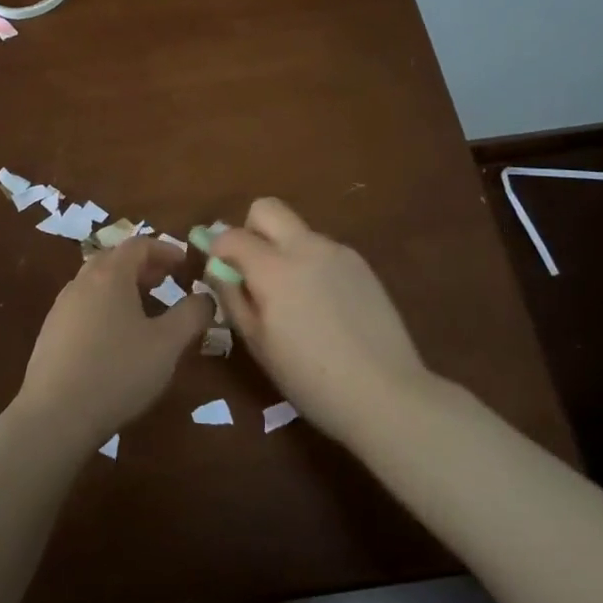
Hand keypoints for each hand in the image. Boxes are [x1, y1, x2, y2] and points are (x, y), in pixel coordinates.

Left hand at [16, 237, 211, 451]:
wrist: (54, 417)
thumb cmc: (117, 372)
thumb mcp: (168, 344)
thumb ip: (192, 314)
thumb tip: (206, 297)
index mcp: (110, 275)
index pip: (139, 244)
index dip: (165, 250)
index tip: (186, 264)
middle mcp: (82, 282)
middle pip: (115, 259)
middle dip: (144, 266)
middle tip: (168, 282)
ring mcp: (61, 307)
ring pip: (97, 283)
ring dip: (124, 287)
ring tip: (146, 310)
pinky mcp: (51, 333)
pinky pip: (84, 305)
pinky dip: (106, 306)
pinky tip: (117, 338)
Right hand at [209, 198, 431, 446]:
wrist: (385, 393)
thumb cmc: (309, 378)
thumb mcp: (258, 343)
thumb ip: (233, 298)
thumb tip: (218, 270)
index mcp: (274, 268)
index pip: (231, 236)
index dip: (216, 249)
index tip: (218, 271)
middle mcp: (305, 247)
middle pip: (266, 209)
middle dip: (250, 229)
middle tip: (252, 269)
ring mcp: (338, 252)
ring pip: (297, 231)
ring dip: (283, 250)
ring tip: (294, 299)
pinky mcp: (361, 264)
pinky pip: (323, 250)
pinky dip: (311, 265)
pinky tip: (324, 307)